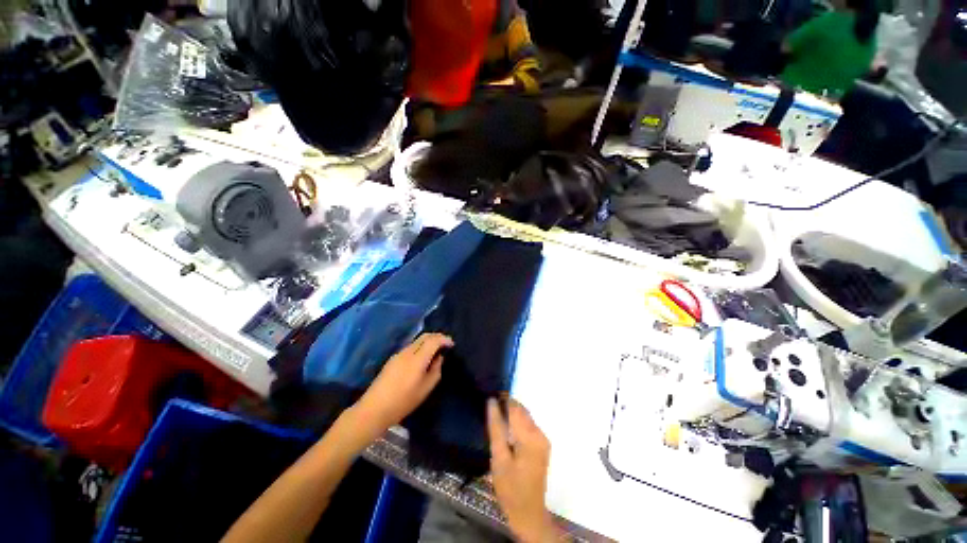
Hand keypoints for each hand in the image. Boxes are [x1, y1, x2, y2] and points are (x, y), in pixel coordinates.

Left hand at [351, 333, 452, 439]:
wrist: (374, 409)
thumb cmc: (403, 402)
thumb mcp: (425, 389)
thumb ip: (436, 370)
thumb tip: (439, 358)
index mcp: (417, 358)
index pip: (433, 340)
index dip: (444, 339)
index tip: (452, 344)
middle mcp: (408, 352)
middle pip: (425, 336)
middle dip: (437, 337)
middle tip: (446, 343)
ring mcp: (398, 354)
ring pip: (417, 341)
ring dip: (428, 341)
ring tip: (436, 350)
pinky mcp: (393, 359)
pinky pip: (411, 347)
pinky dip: (420, 347)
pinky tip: (422, 357)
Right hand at [487, 398, 556, 542]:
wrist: (528, 512)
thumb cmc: (510, 487)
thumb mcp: (498, 458)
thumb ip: (496, 428)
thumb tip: (491, 402)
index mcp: (530, 436)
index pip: (515, 408)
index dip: (503, 399)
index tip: (490, 396)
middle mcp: (540, 433)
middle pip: (522, 411)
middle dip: (507, 406)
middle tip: (490, 409)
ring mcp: (543, 439)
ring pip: (525, 417)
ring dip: (511, 414)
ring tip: (496, 419)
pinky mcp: (542, 445)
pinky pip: (528, 426)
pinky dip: (517, 423)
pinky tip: (506, 432)